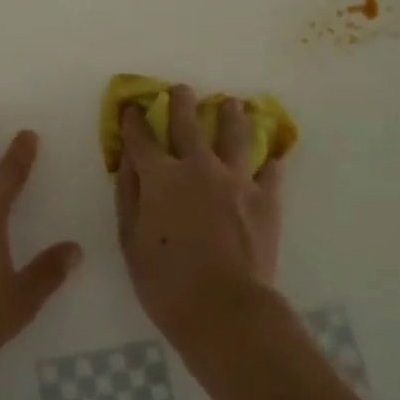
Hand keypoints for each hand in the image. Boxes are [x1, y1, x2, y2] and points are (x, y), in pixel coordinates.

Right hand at [114, 84, 287, 353]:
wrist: (225, 309)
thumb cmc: (166, 282)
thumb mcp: (131, 242)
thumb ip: (128, 196)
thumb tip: (129, 162)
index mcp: (161, 177)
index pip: (142, 139)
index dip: (134, 121)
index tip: (132, 108)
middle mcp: (199, 167)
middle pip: (189, 123)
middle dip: (181, 102)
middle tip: (181, 90)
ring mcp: (236, 180)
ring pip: (235, 135)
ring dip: (231, 115)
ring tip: (232, 104)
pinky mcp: (266, 199)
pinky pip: (270, 171)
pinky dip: (269, 161)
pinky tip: (270, 156)